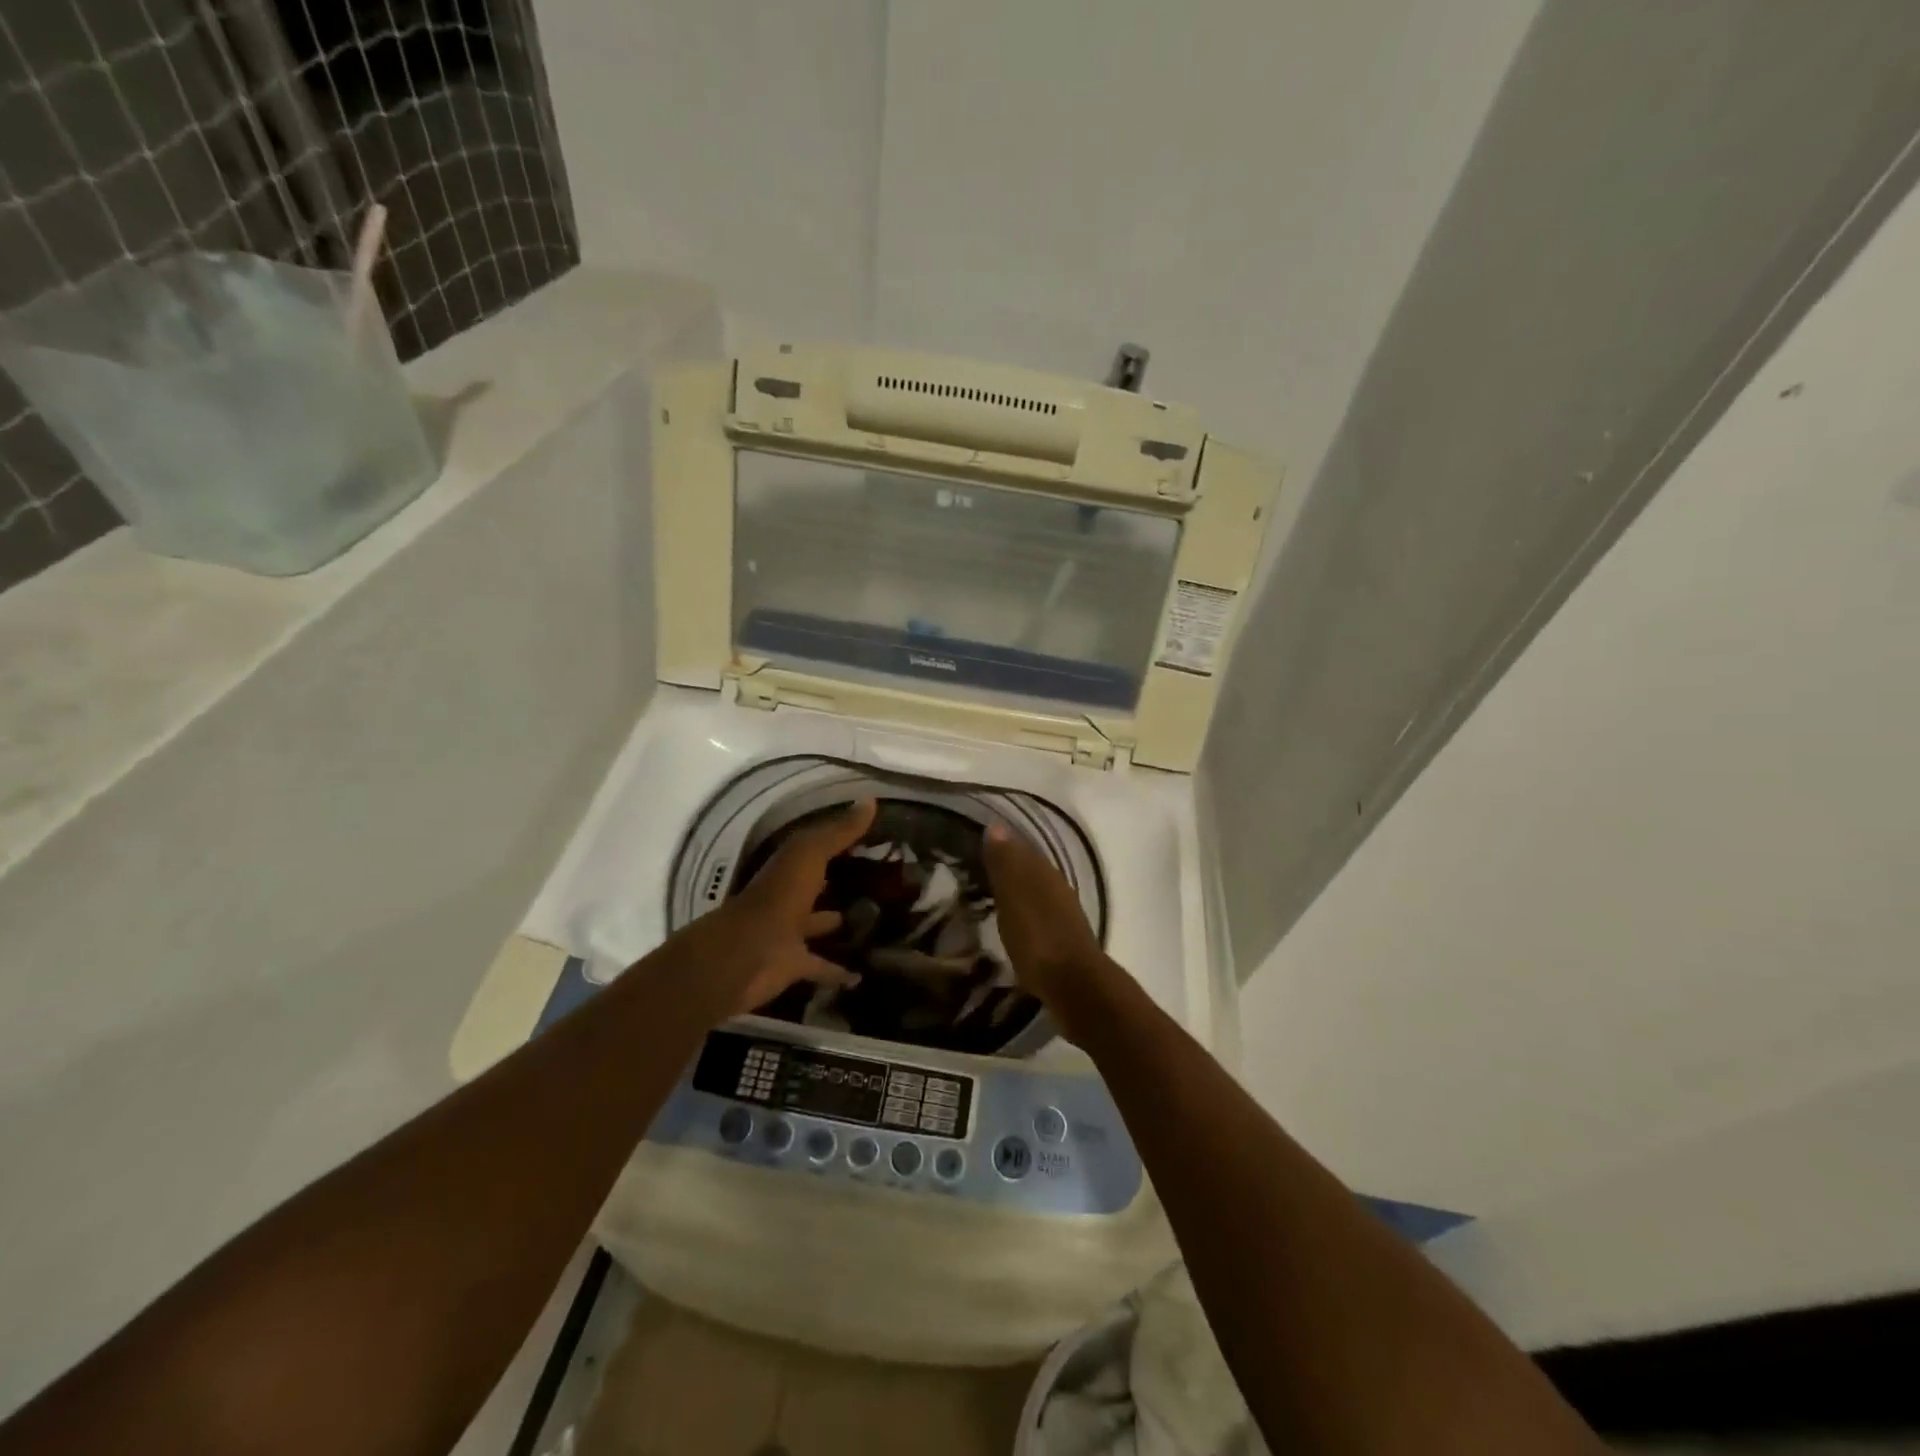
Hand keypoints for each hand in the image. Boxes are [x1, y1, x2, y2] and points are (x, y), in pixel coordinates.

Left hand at [673, 799, 876, 1018]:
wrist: (745, 956)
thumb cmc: (777, 897)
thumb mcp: (809, 855)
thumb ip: (839, 831)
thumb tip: (870, 800)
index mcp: (790, 868)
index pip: (818, 849)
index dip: (841, 842)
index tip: (874, 839)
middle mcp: (788, 897)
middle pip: (818, 886)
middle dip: (840, 883)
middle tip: (880, 882)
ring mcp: (789, 933)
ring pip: (819, 924)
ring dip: (838, 924)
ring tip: (876, 922)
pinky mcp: (794, 965)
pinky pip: (821, 967)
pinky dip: (839, 971)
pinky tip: (862, 974)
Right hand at [983, 823, 1105, 1002]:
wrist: (1074, 985)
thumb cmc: (1037, 938)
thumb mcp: (1013, 897)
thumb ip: (1005, 863)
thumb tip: (996, 826)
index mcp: (1044, 872)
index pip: (1020, 848)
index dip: (1000, 845)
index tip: (976, 845)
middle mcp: (1057, 886)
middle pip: (1029, 868)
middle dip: (1008, 866)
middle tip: (979, 868)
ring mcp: (1063, 913)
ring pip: (1036, 890)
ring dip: (1016, 889)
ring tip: (991, 894)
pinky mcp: (1063, 938)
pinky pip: (1039, 913)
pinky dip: (1024, 911)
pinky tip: (1013, 921)